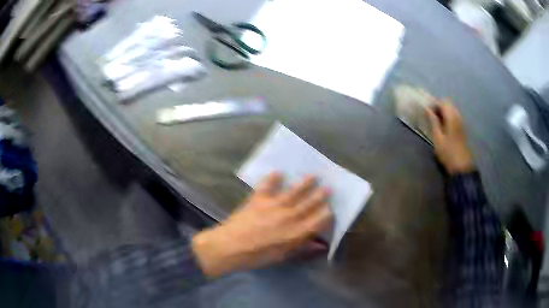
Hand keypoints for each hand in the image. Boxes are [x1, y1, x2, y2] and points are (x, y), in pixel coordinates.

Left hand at [192, 173, 332, 276]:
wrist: (230, 247)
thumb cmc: (257, 256)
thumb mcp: (282, 257)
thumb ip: (301, 248)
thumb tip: (319, 244)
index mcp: (295, 233)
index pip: (318, 221)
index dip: (326, 215)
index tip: (331, 209)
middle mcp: (288, 217)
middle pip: (309, 204)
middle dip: (321, 195)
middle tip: (329, 187)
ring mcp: (273, 205)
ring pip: (294, 192)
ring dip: (305, 184)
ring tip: (313, 175)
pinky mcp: (259, 199)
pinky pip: (268, 185)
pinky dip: (272, 178)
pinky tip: (278, 172)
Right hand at [426, 100, 474, 173]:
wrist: (462, 167)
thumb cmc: (448, 153)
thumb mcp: (438, 138)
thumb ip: (433, 122)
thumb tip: (427, 109)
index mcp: (452, 116)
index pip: (442, 101)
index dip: (433, 103)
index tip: (426, 110)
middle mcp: (458, 116)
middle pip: (448, 103)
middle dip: (439, 106)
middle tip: (430, 115)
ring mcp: (461, 122)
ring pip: (452, 109)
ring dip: (443, 112)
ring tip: (435, 121)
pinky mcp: (462, 129)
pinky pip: (454, 116)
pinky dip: (448, 117)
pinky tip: (443, 127)